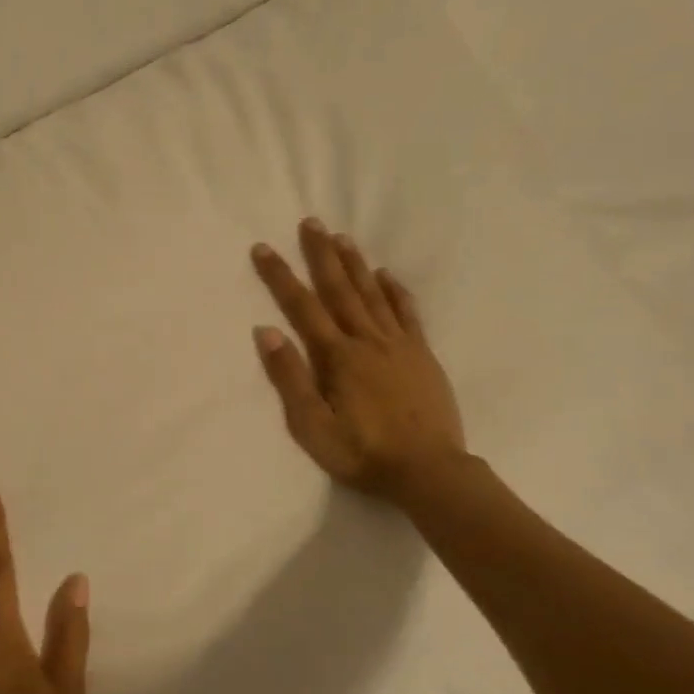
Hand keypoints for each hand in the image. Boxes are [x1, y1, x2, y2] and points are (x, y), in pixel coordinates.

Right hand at [250, 218, 466, 502]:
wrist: (429, 471)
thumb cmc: (363, 453)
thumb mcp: (313, 426)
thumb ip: (290, 378)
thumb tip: (266, 331)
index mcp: (337, 357)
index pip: (302, 307)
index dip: (280, 276)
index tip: (264, 248)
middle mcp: (367, 340)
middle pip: (340, 289)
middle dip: (321, 254)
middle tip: (310, 222)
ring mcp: (398, 345)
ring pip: (372, 294)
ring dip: (355, 264)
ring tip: (342, 237)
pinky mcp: (422, 355)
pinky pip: (406, 313)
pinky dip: (394, 290)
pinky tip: (385, 275)